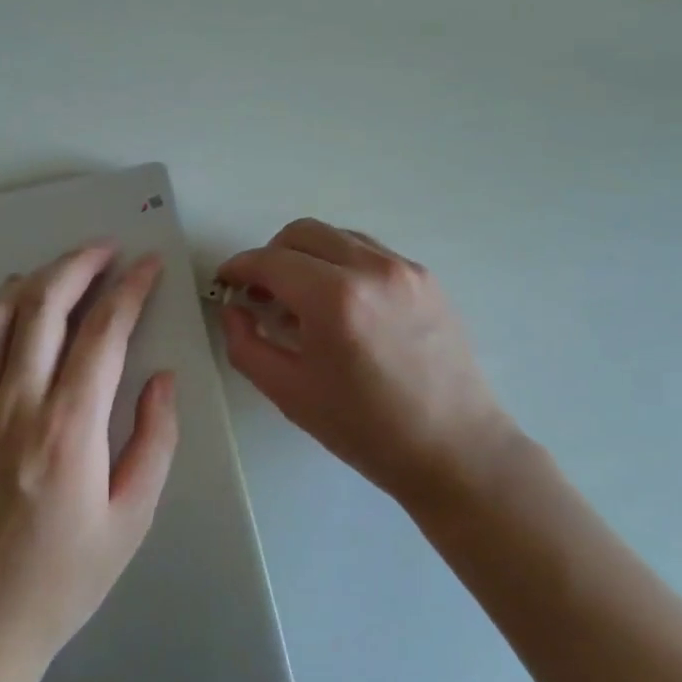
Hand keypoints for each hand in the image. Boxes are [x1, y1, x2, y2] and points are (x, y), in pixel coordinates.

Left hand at [0, 242, 178, 672]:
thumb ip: (154, 441)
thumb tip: (160, 379)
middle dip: (80, 265)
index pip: (104, 332)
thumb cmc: (61, 580)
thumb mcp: (131, 520)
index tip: (147, 265)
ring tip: (62, 267)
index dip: (130, 289)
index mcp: (70, 427)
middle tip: (106, 248)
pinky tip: (7, 304)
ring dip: (34, 280)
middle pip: (46, 306)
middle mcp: (17, 403)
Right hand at [218, 219, 515, 501]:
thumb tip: (234, 309)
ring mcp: (404, 268)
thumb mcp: (290, 394)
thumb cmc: (366, 430)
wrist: (454, 449)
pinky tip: (342, 305)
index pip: (271, 260)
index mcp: (334, 299)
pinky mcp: (425, 277)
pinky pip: (370, 252)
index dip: (240, 267)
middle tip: (262, 293)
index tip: (227, 281)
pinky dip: (343, 263)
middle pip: (302, 233)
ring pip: (337, 236)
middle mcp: (371, 268)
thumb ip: (247, 345)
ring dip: (308, 256)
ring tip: (302, 300)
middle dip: (272, 255)